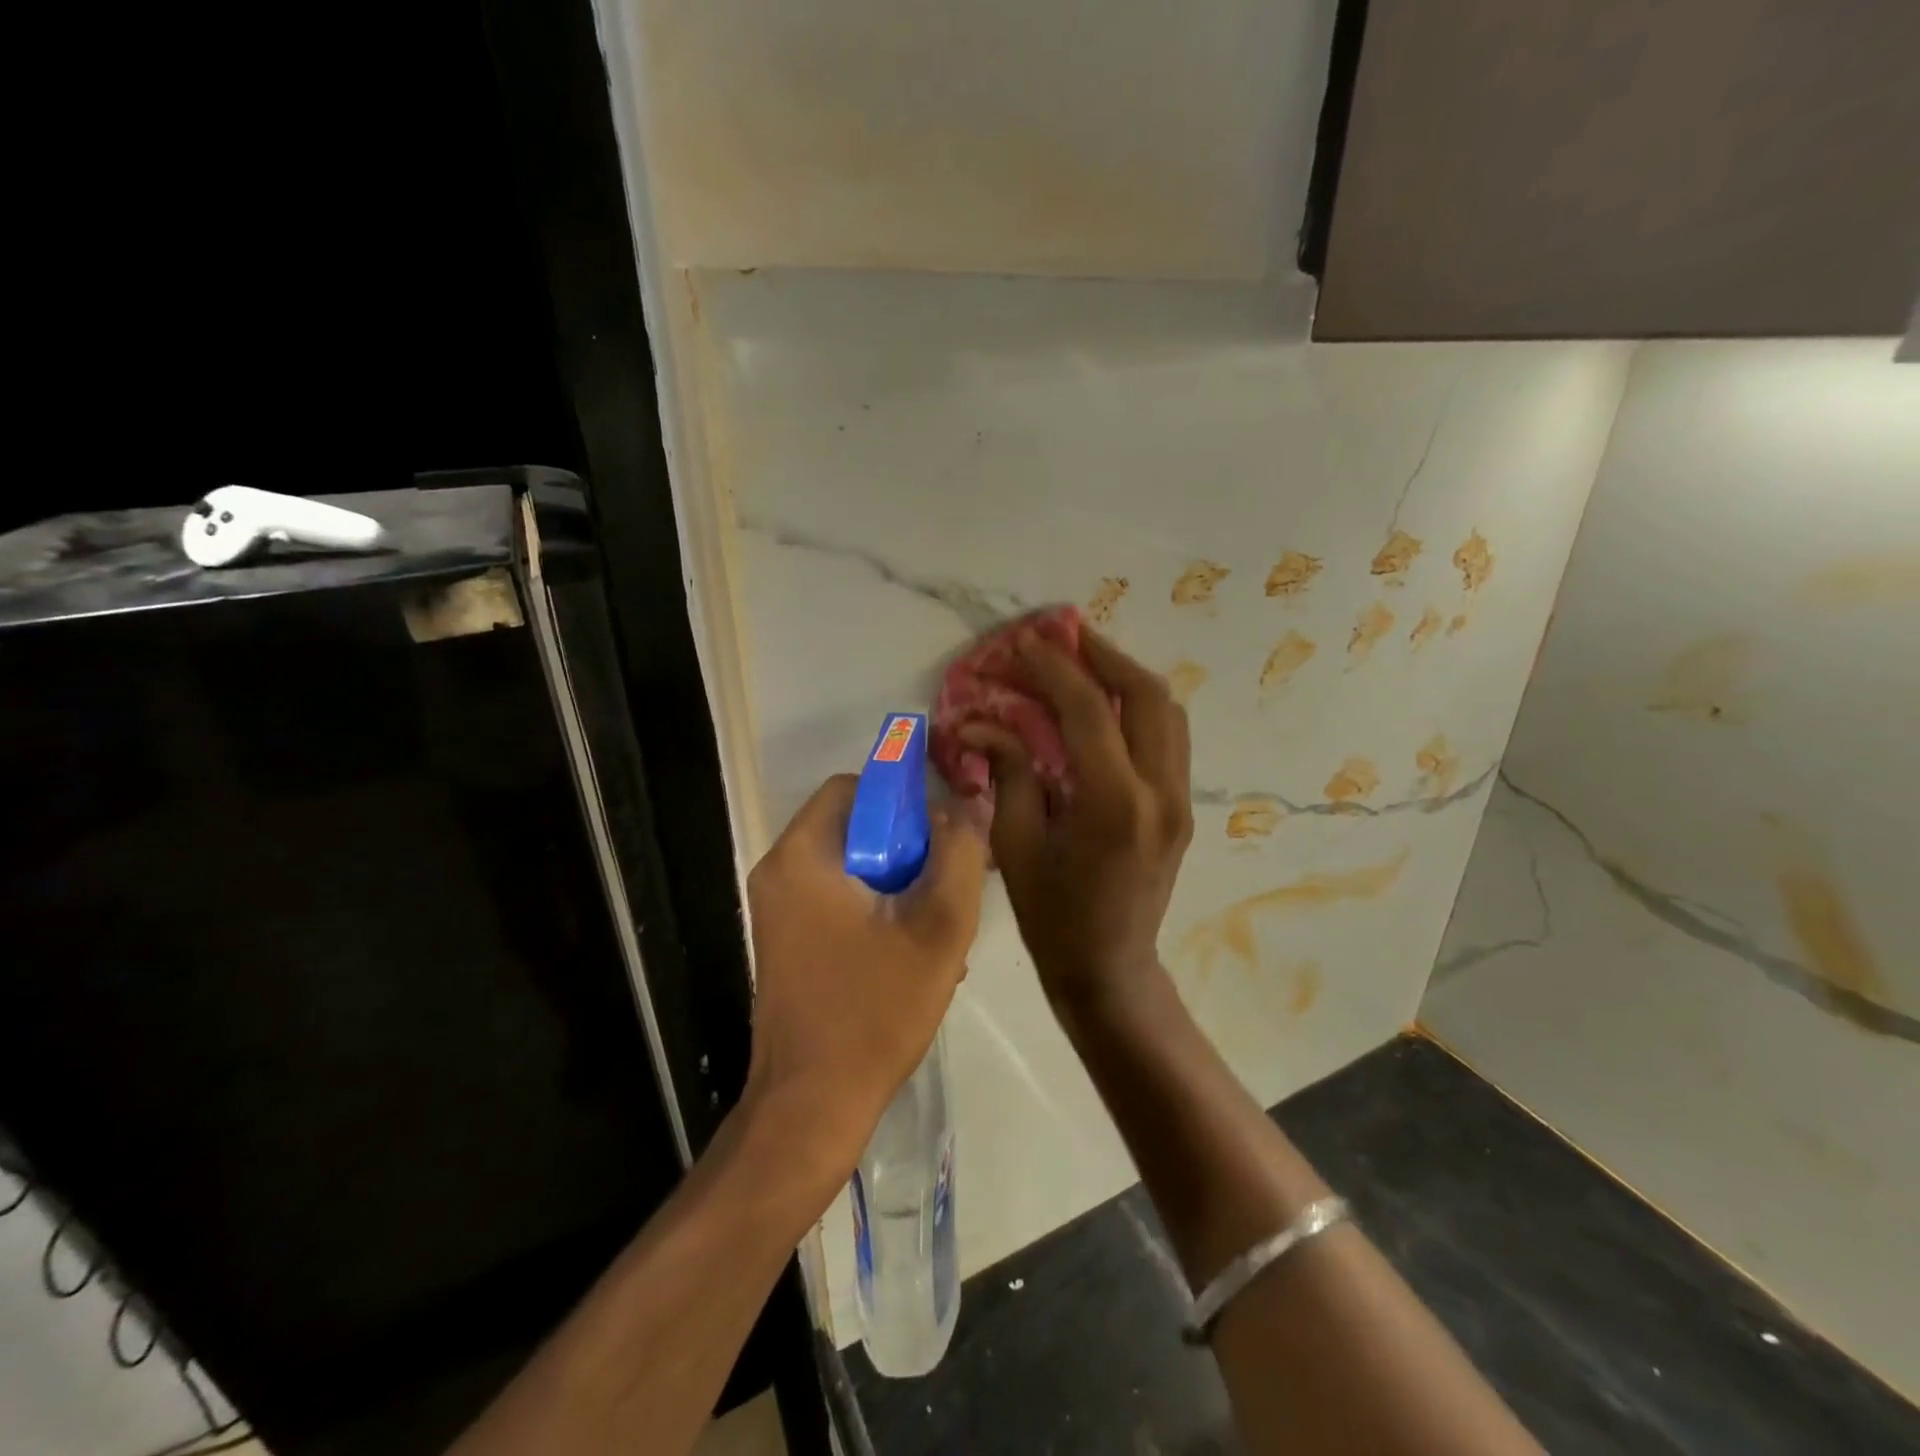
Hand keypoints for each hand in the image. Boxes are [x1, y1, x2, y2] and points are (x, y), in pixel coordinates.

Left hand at [744, 774, 987, 1175]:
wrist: (812, 1107)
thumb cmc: (874, 1012)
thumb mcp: (938, 928)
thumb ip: (959, 855)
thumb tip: (966, 807)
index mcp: (802, 857)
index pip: (855, 787)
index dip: (904, 798)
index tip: (943, 834)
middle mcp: (779, 872)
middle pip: (854, 825)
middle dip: (909, 847)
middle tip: (948, 883)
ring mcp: (778, 909)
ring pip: (852, 865)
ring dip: (899, 882)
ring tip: (937, 924)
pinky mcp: (787, 939)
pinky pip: (839, 898)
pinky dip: (877, 908)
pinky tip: (913, 951)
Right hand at [960, 628, 1192, 1016]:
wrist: (1109, 967)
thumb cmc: (1052, 915)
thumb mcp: (1017, 845)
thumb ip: (1010, 773)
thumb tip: (983, 723)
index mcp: (1114, 805)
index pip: (1089, 713)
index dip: (1054, 669)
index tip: (1025, 643)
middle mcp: (1160, 793)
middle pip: (1147, 696)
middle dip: (1105, 656)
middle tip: (1066, 637)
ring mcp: (1180, 799)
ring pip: (1168, 712)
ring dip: (1127, 676)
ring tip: (1087, 660)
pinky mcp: (1182, 806)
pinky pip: (1169, 737)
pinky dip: (1140, 707)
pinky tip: (1107, 703)